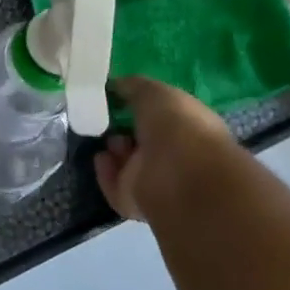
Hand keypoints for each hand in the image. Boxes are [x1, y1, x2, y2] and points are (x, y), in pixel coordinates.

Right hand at [94, 75, 239, 221]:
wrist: (179, 176)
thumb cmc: (175, 125)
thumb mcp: (153, 91)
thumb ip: (133, 86)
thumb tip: (116, 85)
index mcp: (188, 126)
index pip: (163, 116)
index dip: (141, 106)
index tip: (118, 97)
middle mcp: (176, 155)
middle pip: (144, 141)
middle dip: (125, 129)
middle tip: (108, 118)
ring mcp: (158, 182)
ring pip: (130, 165)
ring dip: (116, 151)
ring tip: (107, 139)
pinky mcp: (137, 203)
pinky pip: (115, 187)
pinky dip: (105, 174)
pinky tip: (101, 158)